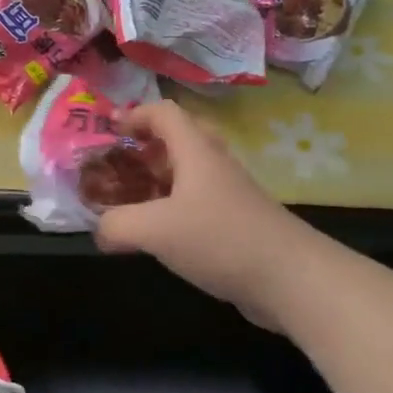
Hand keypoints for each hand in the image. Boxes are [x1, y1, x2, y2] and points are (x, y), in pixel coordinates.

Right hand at [94, 101, 298, 326]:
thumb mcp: (155, 230)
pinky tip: (161, 236)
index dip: (135, 114)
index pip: (164, 113)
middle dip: (147, 146)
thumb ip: (117, 225)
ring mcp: (230, 194)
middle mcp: (215, 165)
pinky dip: (175, 208)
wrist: (292, 279)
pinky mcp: (238, 223)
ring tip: (132, 200)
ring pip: (190, 173)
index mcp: (196, 152)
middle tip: (122, 163)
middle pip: (180, 138)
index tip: (109, 130)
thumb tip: (100, 230)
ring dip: (160, 179)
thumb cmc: (220, 239)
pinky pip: (199, 202)